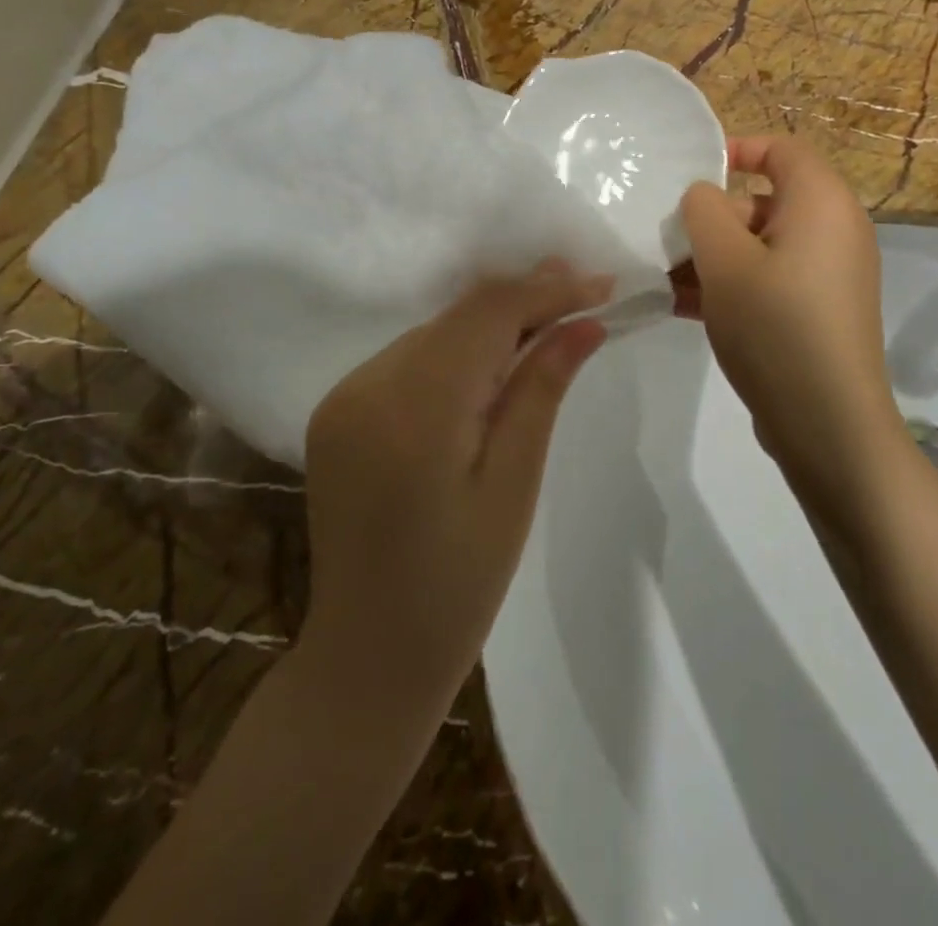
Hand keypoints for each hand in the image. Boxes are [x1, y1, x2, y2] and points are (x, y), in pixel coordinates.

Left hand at [302, 261, 609, 708]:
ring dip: (489, 326)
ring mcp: (343, 396)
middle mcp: (367, 385)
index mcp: (414, 408)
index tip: (601, 285)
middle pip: (458, 317)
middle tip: (584, 292)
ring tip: (547, 324)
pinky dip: (453, 353)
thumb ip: (541, 390)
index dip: (546, 290)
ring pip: (432, 333)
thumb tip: (584, 321)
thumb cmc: (460, 583)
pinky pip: (407, 361)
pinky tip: (488, 368)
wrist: (369, 653)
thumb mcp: (514, 484)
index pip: (487, 315)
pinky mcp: (336, 411)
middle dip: (522, 300)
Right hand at [678, 138, 904, 518]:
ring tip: (662, 280)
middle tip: (665, 241)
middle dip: (710, 218)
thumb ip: (704, 211)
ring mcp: (826, 275)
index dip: (736, 149)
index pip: (782, 149)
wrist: (828, 424)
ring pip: (759, 246)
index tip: (690, 174)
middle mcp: (833, 231)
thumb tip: (704, 195)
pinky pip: (768, 281)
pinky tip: (682, 307)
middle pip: (764, 201)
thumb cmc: (775, 326)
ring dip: (712, 258)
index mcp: (822, 203)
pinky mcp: (815, 312)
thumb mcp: (725, 261)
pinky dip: (731, 286)